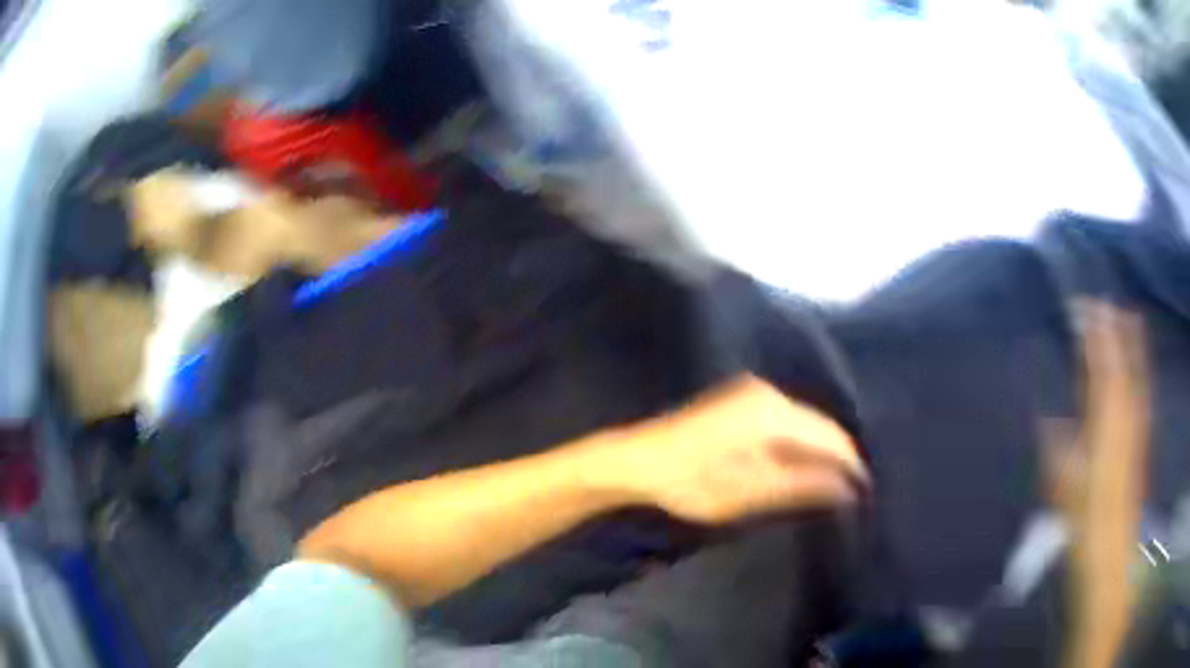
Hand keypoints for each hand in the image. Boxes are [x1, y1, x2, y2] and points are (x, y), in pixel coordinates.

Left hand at [614, 375, 867, 524]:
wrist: (633, 462)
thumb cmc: (689, 482)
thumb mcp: (748, 492)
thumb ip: (801, 486)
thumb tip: (848, 487)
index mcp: (772, 412)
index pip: (830, 436)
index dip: (851, 464)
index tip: (866, 492)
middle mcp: (768, 393)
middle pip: (819, 426)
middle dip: (837, 458)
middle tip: (852, 492)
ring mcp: (753, 394)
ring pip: (803, 423)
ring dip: (818, 452)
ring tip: (832, 485)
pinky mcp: (741, 402)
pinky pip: (786, 422)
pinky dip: (798, 445)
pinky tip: (801, 467)